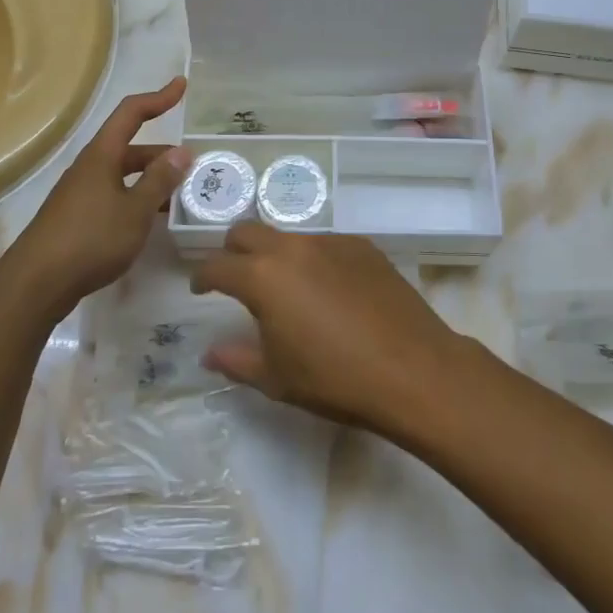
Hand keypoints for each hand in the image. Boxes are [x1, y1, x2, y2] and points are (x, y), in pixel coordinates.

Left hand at [0, 77, 191, 318]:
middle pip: (130, 148)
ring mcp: (80, 193)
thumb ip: (160, 181)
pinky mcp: (76, 218)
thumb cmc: (90, 240)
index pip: (131, 113)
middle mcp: (89, 168)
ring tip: (180, 196)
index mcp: (102, 156)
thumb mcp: (135, 210)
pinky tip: (150, 220)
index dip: (158, 98)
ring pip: (123, 175)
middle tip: (193, 168)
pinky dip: (136, 199)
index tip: (181, 87)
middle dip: (163, 154)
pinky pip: (114, 196)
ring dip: (151, 180)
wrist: (36, 284)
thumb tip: (182, 152)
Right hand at [189, 225, 466, 431]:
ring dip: (275, 255)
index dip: (202, 277)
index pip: (217, 266)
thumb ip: (236, 360)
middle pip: (247, 232)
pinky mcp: (363, 246)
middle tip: (236, 278)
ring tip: (287, 289)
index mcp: (263, 277)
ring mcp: (331, 242)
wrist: (413, 369)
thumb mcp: (277, 378)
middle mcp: (293, 248)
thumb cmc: (335, 379)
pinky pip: (325, 245)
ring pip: (288, 237)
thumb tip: (209, 352)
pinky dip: (313, 261)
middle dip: (233, 251)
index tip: (200, 288)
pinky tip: (329, 291)